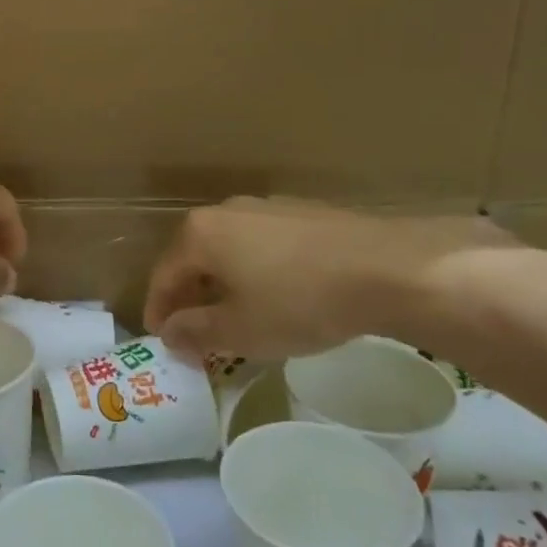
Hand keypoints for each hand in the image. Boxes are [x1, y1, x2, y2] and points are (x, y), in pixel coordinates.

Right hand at [142, 197, 513, 361]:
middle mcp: (226, 211)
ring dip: (224, 283)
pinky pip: (263, 244)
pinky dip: (256, 271)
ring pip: (230, 249)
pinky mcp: (303, 212)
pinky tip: (277, 295)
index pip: (163, 275)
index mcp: (200, 234)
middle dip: (190, 296)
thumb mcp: (240, 330)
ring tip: (235, 316)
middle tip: (194, 332)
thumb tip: (169, 333)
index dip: (158, 311)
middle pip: (194, 258)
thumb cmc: (299, 301)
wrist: (387, 268)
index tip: (160, 339)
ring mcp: (267, 207)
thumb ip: (196, 332)